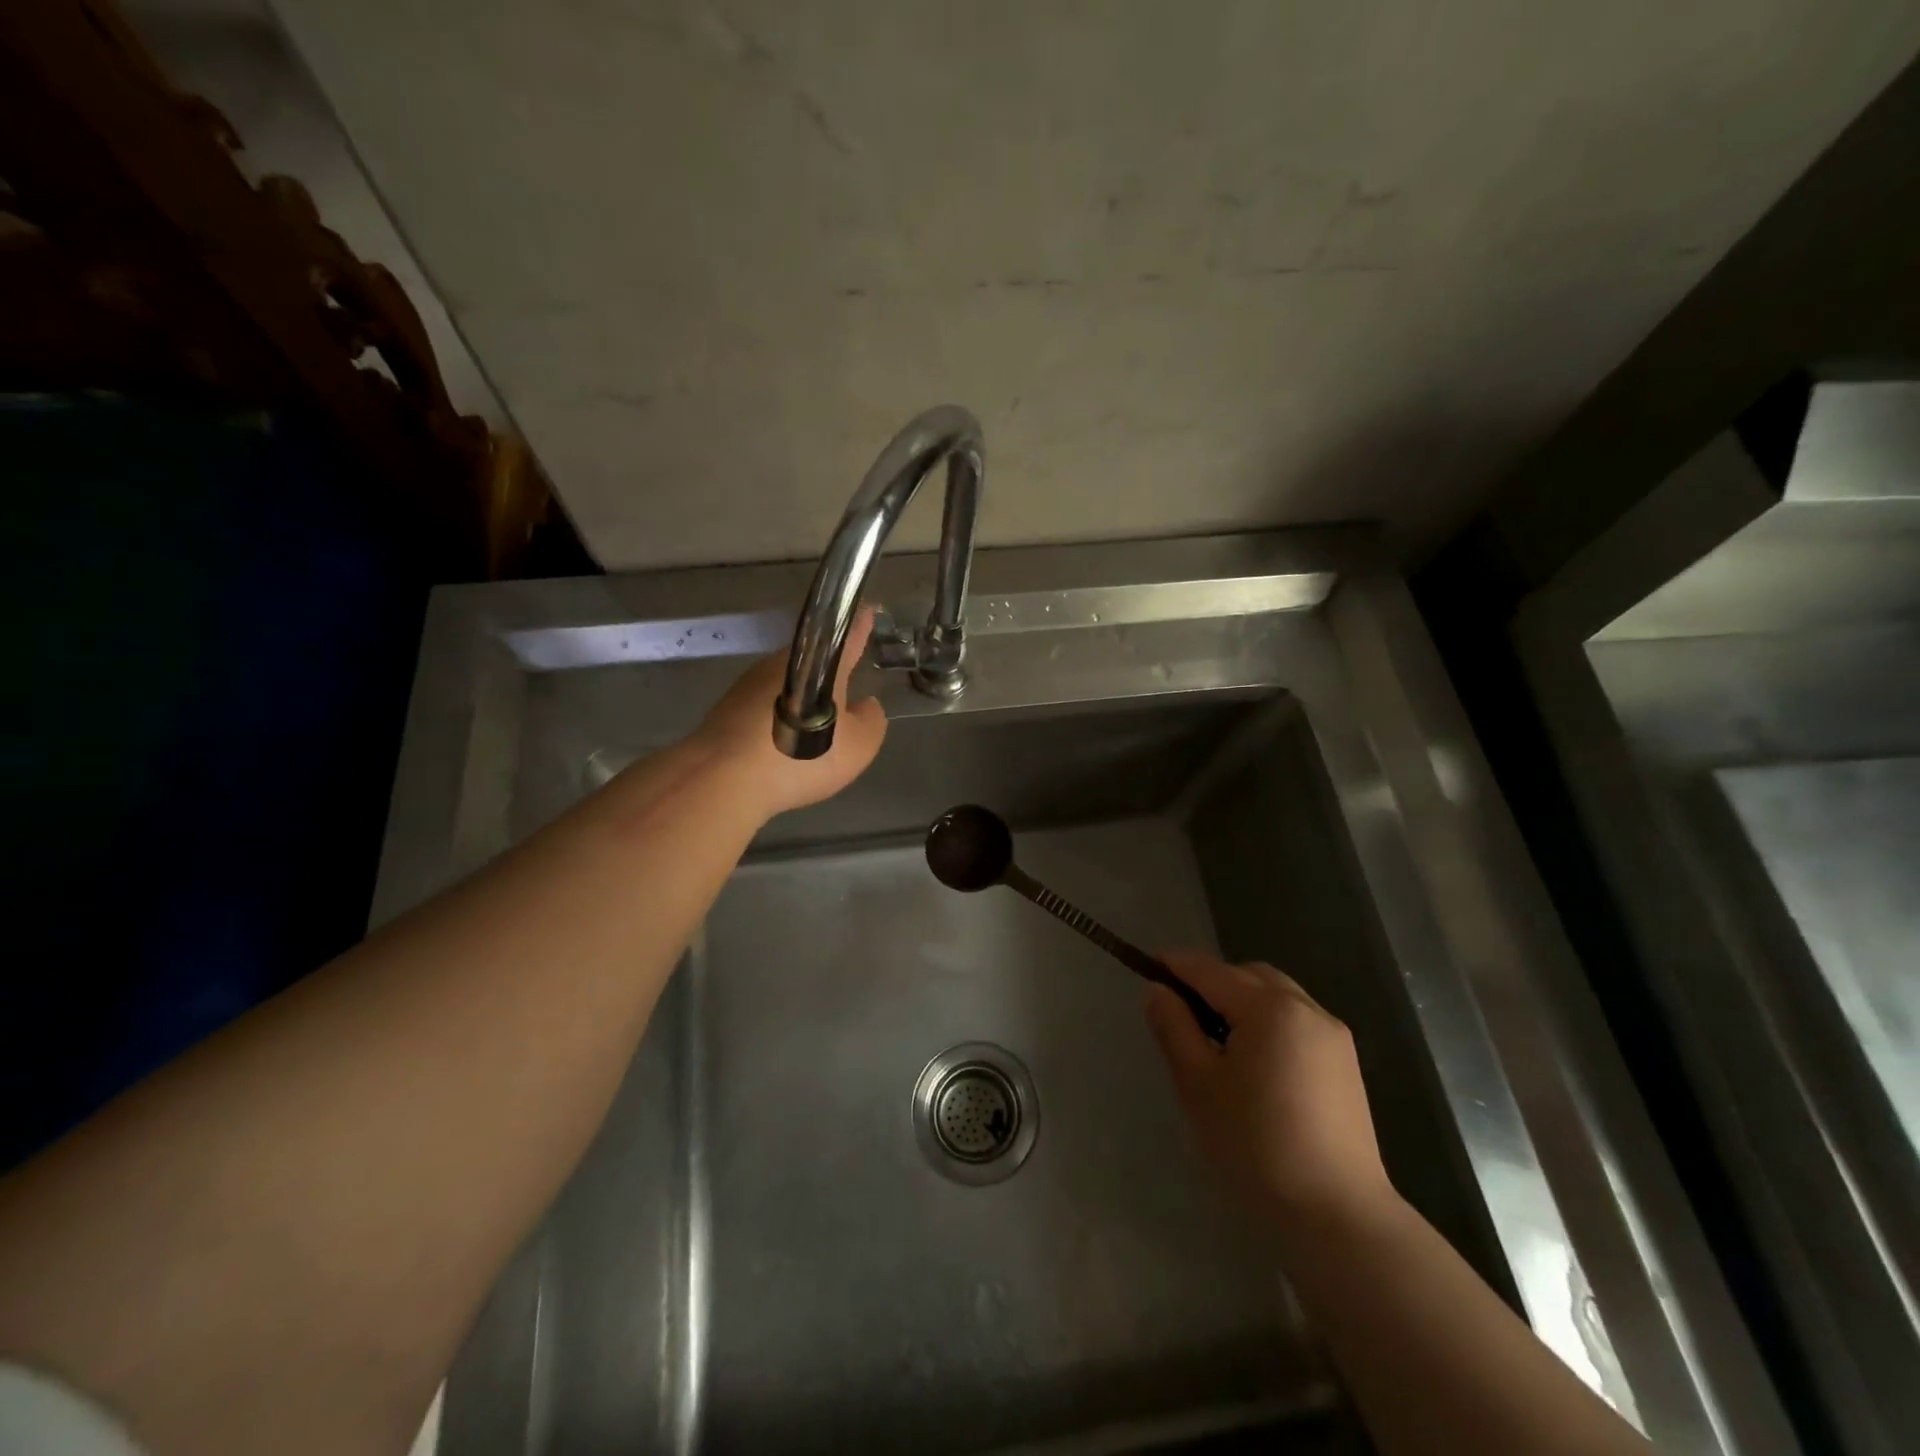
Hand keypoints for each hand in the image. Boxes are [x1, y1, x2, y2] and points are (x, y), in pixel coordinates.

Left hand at [691, 606, 888, 818]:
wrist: (724, 779)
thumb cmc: (802, 757)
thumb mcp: (858, 746)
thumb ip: (871, 721)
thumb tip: (866, 705)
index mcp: (820, 662)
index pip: (847, 635)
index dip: (861, 625)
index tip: (870, 611)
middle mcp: (783, 660)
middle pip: (813, 659)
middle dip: (828, 673)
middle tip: (843, 699)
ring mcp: (751, 680)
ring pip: (787, 681)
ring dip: (801, 698)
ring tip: (812, 731)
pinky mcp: (728, 704)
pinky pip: (765, 703)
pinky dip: (778, 717)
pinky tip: (783, 743)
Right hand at [1146, 951, 1395, 1233]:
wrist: (1337, 1217)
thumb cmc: (1255, 1147)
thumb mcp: (1198, 1085)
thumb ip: (1174, 1028)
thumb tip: (1158, 990)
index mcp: (1269, 1008)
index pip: (1210, 971)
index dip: (1175, 965)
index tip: (1147, 966)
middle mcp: (1306, 1008)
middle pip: (1248, 976)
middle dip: (1212, 982)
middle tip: (1181, 1014)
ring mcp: (1332, 1035)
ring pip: (1276, 995)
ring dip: (1242, 1001)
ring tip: (1217, 1041)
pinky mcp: (1346, 1063)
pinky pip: (1296, 1020)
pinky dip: (1268, 1021)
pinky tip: (1254, 1061)